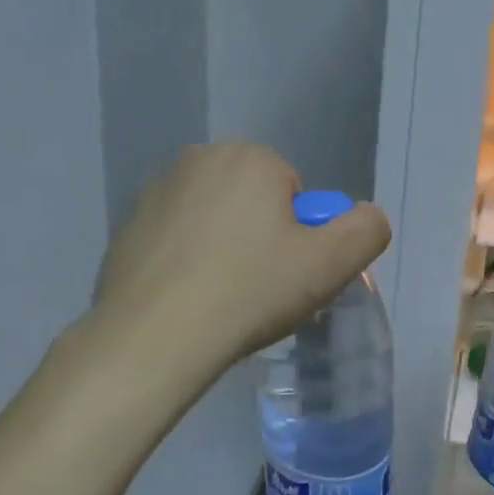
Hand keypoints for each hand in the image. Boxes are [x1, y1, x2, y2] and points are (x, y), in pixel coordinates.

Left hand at [92, 143, 390, 378]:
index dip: (299, 235)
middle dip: (260, 235)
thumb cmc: (250, 291)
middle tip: (258, 286)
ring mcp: (155, 192)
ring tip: (220, 297)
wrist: (155, 336)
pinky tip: (186, 300)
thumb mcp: (331, 264)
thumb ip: (366, 230)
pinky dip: (185, 261)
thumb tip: (367, 216)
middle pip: (252, 200)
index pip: (293, 191)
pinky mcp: (126, 227)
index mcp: (249, 158)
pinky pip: (175, 239)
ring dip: (222, 246)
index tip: (287, 272)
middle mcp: (199, 159)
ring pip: (212, 218)